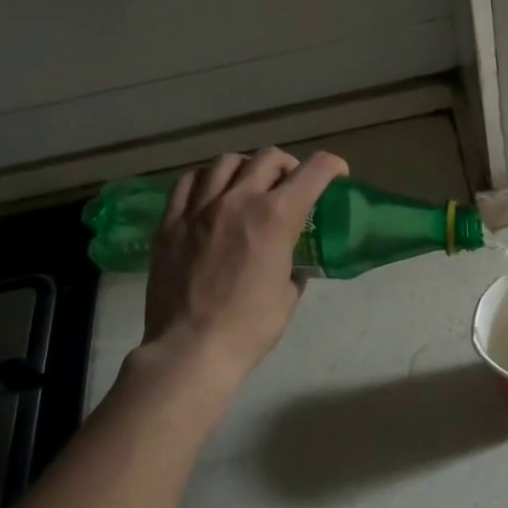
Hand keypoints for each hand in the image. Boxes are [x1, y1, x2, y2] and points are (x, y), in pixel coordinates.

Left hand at [136, 147, 347, 401]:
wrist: (190, 350)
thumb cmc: (248, 328)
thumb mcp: (288, 296)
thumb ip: (292, 265)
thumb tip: (289, 259)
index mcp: (276, 217)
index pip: (314, 170)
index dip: (332, 167)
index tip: (336, 176)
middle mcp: (238, 199)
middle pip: (269, 157)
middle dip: (288, 166)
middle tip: (290, 185)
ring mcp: (200, 207)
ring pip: (226, 161)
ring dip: (246, 168)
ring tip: (248, 186)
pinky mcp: (170, 221)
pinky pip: (188, 181)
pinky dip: (206, 179)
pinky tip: (210, 194)